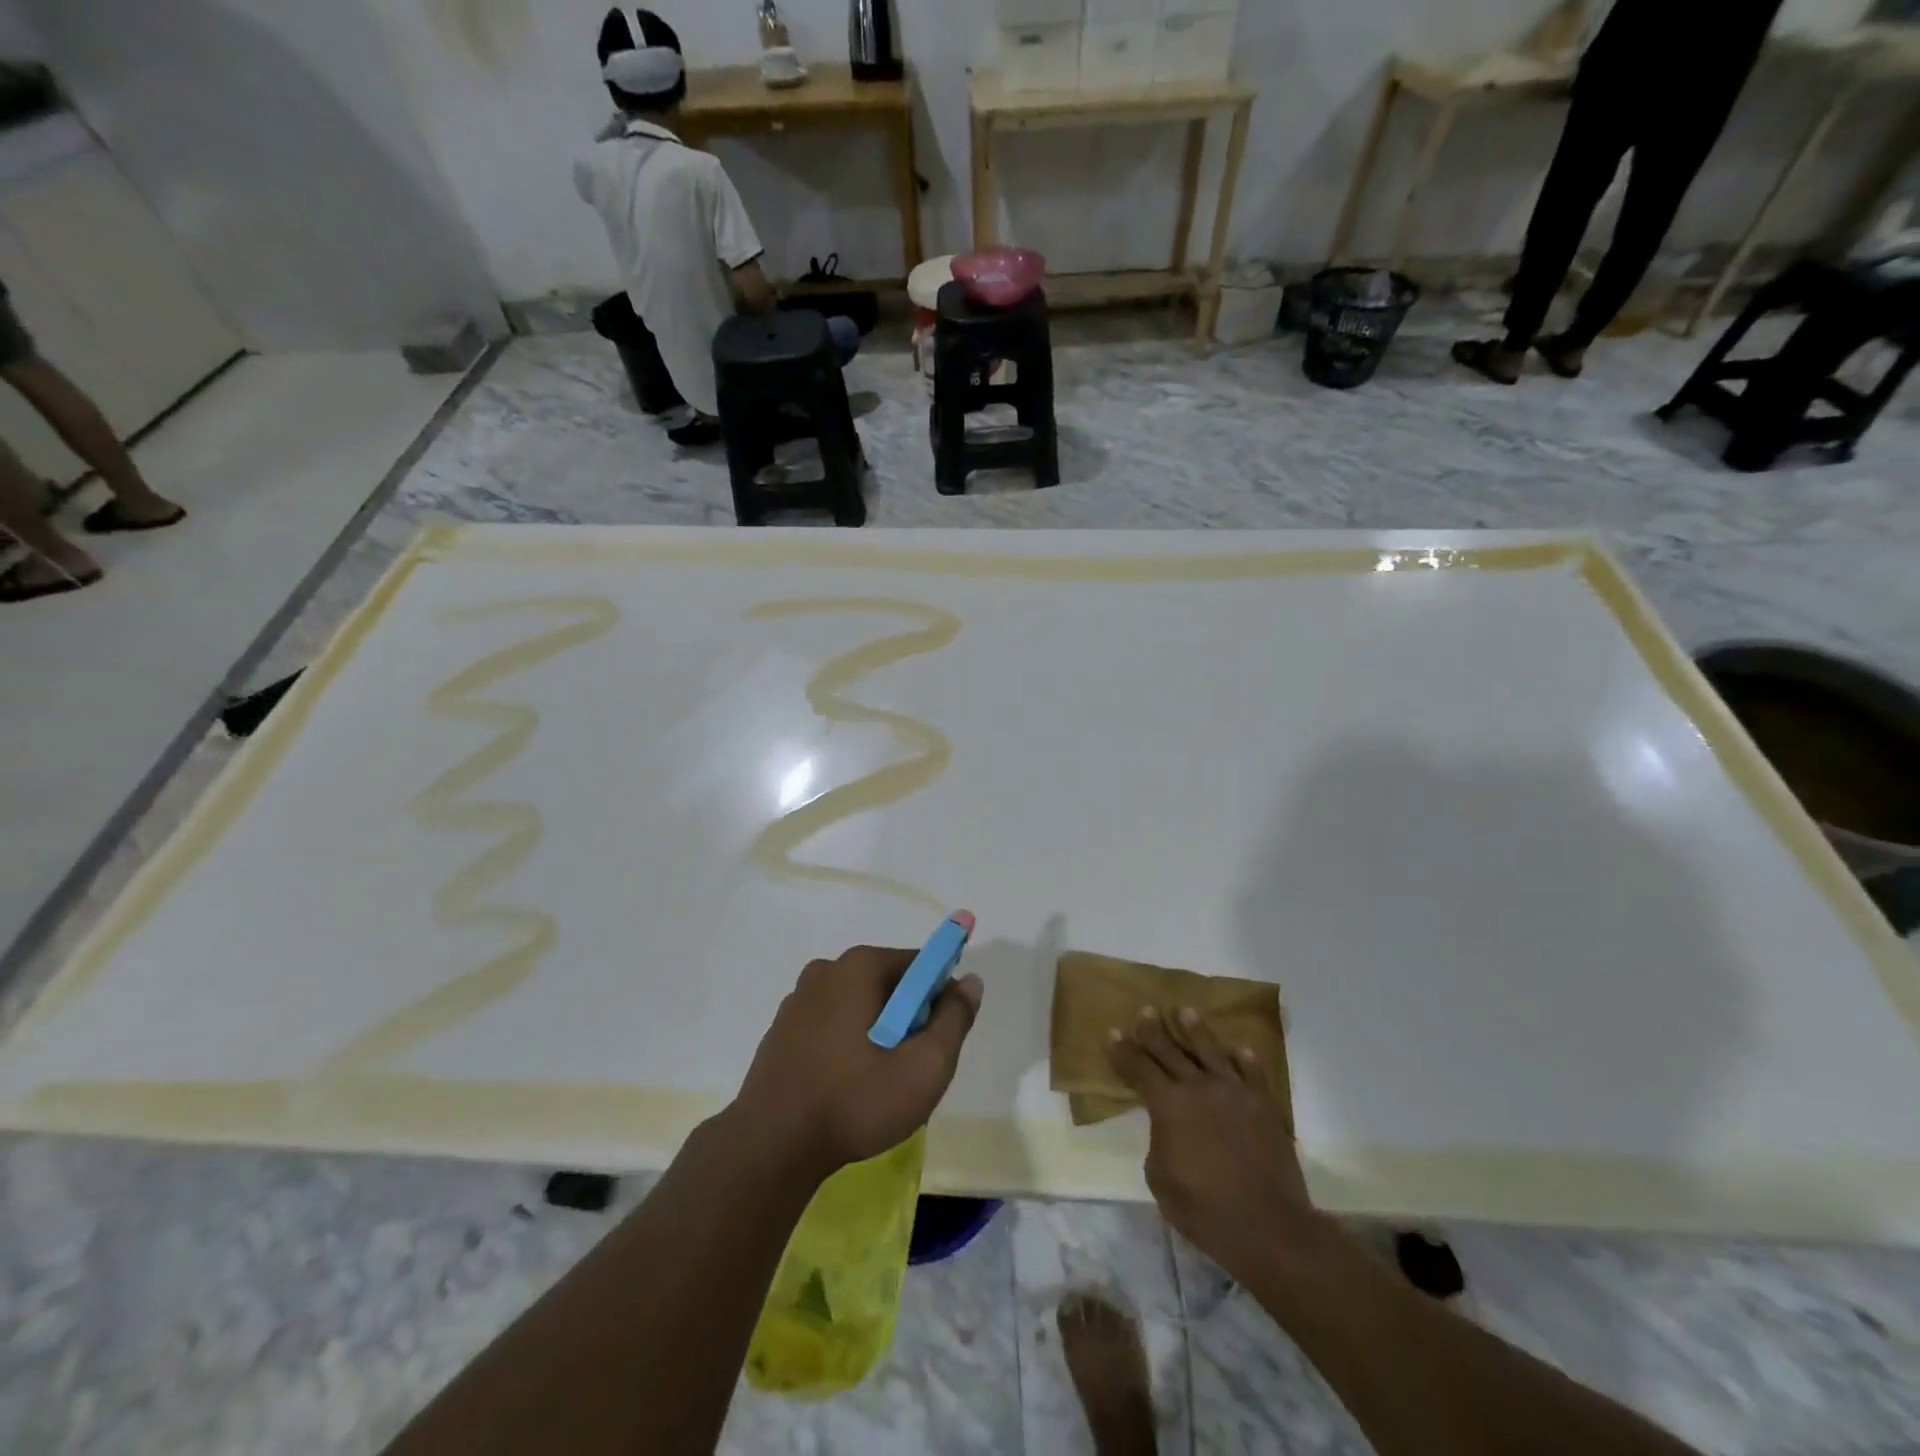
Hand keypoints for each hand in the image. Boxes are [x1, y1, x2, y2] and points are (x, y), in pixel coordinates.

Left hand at [734, 946, 982, 1177]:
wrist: (770, 1148)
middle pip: (888, 984)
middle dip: (908, 1018)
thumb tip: (969, 982)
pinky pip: (831, 1025)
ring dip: (877, 1033)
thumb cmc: (855, 1101)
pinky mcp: (781, 1031)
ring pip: (859, 1006)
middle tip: (911, 1067)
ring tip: (878, 1084)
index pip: (918, 964)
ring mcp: (797, 1000)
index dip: (939, 997)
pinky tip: (846, 1087)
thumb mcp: (924, 1067)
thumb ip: (954, 1019)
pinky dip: (847, 1045)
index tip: (939, 1038)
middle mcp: (825, 970)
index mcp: (858, 966)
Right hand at [1108, 1007, 1311, 1280]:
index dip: (1123, 1051)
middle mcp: (1199, 1087)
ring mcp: (1234, 1092)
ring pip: (1210, 1051)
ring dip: (1195, 1030)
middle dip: (1154, 1030)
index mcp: (1168, 1105)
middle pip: (1171, 1050)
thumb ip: (1158, 1142)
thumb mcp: (1159, 1178)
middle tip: (1146, 1010)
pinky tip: (1239, 1049)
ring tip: (1186, 1011)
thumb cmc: (1203, 1208)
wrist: (1266, 1225)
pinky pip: (1252, 1072)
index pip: (1138, 1069)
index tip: (1112, 1032)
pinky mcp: (1264, 1104)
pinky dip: (1244, 1059)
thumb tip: (1167, 1128)